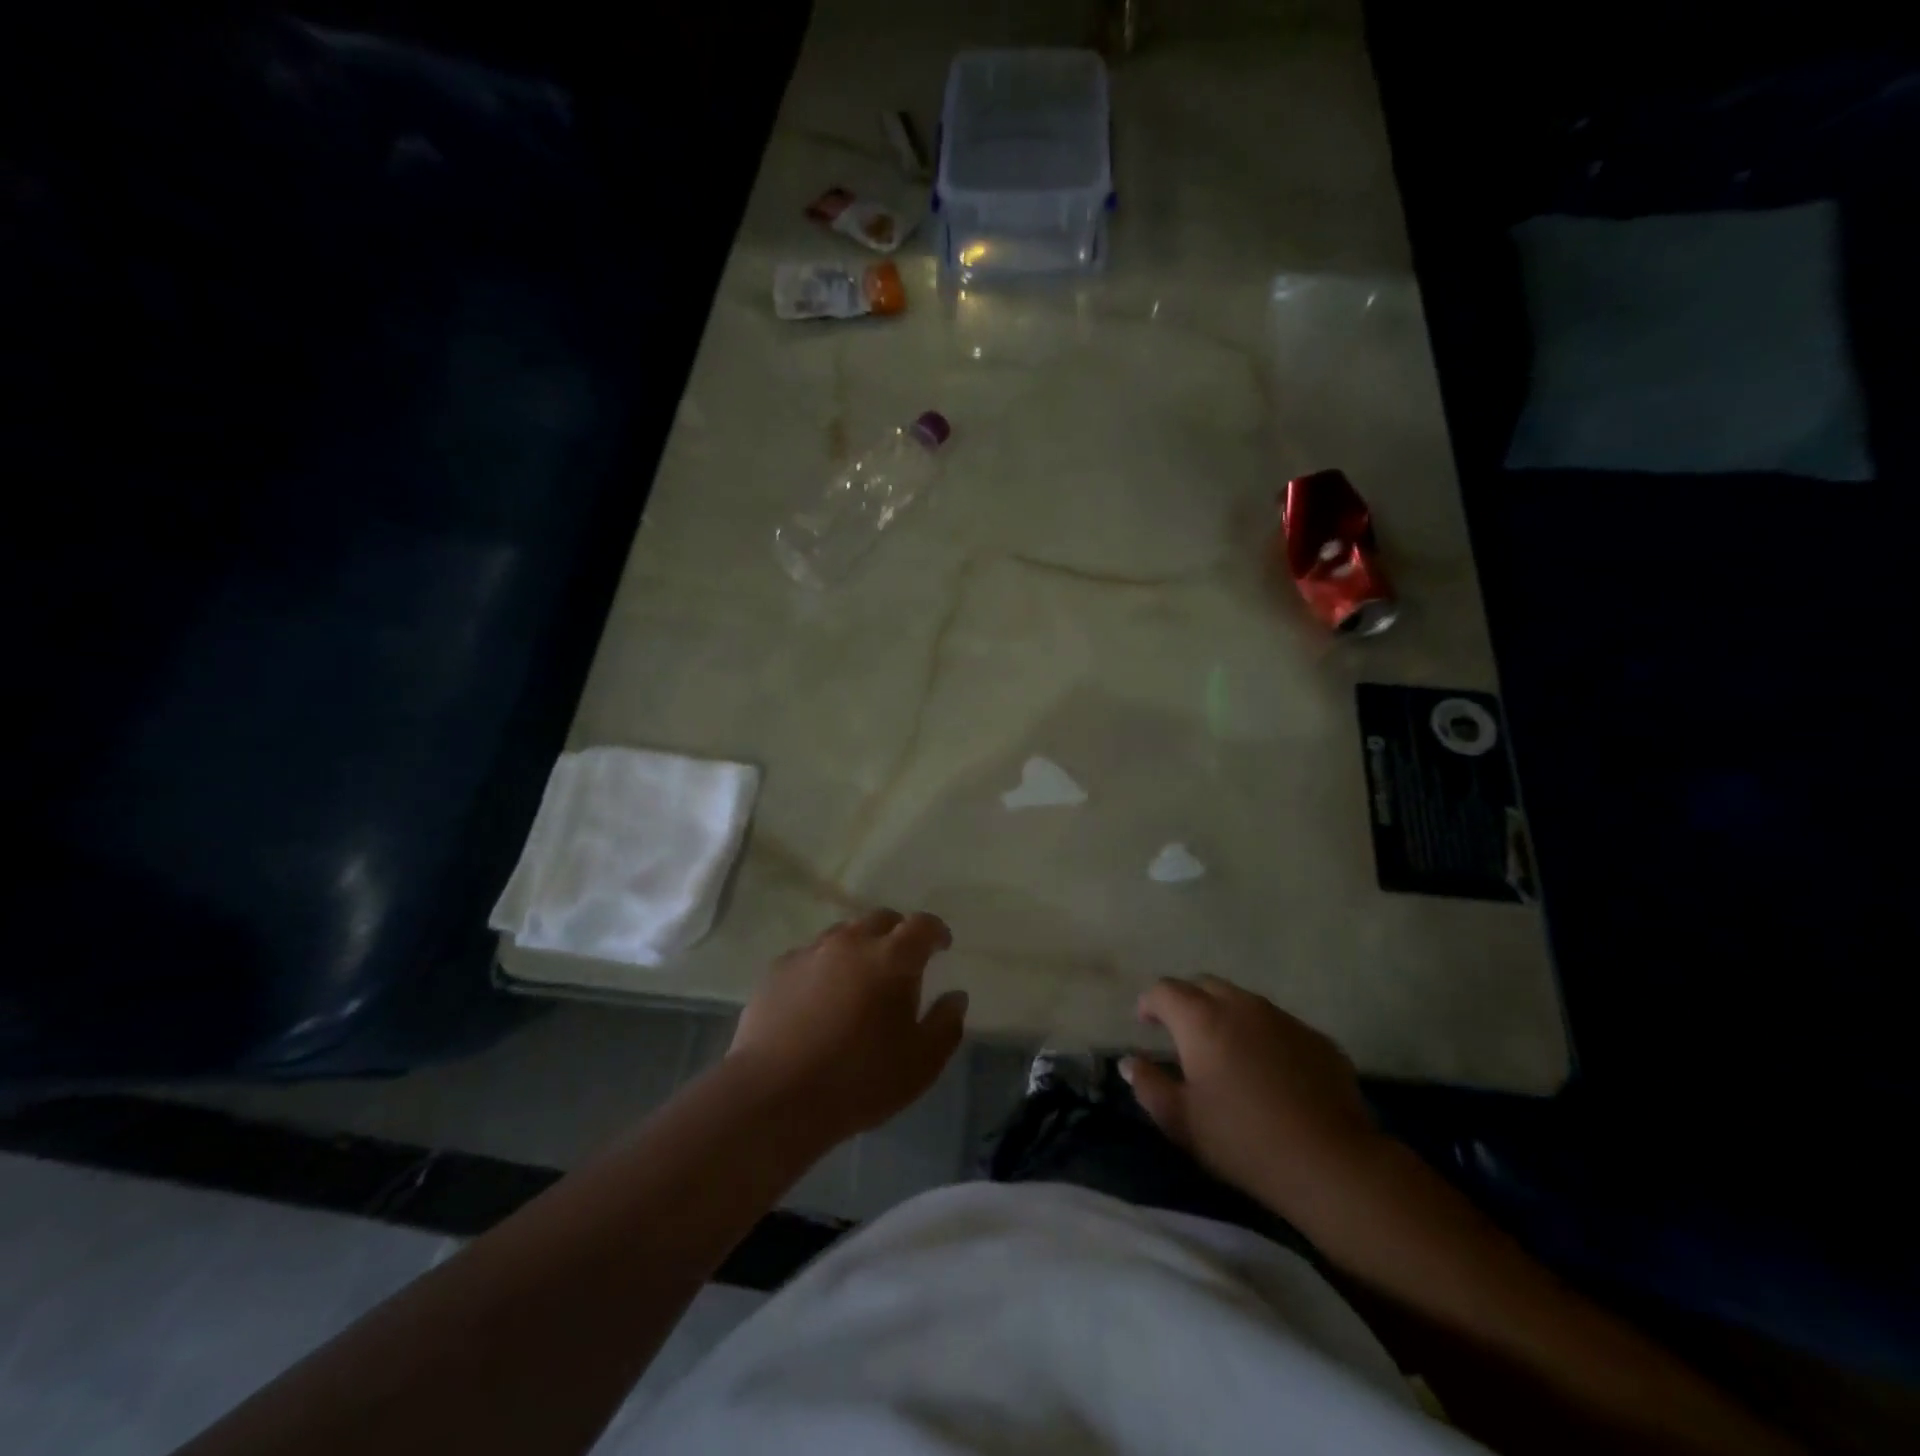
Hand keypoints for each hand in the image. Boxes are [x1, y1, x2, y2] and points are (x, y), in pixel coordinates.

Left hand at [728, 909, 966, 1142]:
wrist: (775, 1096)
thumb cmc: (859, 1081)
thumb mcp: (921, 1064)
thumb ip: (946, 1024)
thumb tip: (956, 997)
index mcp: (892, 958)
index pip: (922, 925)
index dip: (936, 931)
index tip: (942, 945)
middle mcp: (851, 942)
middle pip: (881, 919)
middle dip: (898, 933)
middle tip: (902, 961)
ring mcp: (810, 952)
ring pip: (843, 933)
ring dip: (859, 947)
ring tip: (860, 978)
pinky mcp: (778, 970)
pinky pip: (810, 955)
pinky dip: (824, 966)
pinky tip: (819, 997)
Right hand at [1121, 975, 1384, 1218]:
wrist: (1332, 1163)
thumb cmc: (1243, 1140)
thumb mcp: (1181, 1121)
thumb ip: (1148, 1085)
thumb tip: (1130, 1061)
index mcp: (1202, 1019)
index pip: (1165, 990)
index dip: (1150, 1003)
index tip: (1146, 1024)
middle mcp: (1241, 1005)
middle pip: (1205, 985)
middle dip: (1187, 1002)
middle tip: (1182, 1033)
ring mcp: (1283, 1018)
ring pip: (1243, 1002)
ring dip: (1226, 1015)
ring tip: (1225, 1050)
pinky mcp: (1317, 1038)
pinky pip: (1278, 1024)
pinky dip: (1262, 1036)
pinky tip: (1269, 1070)